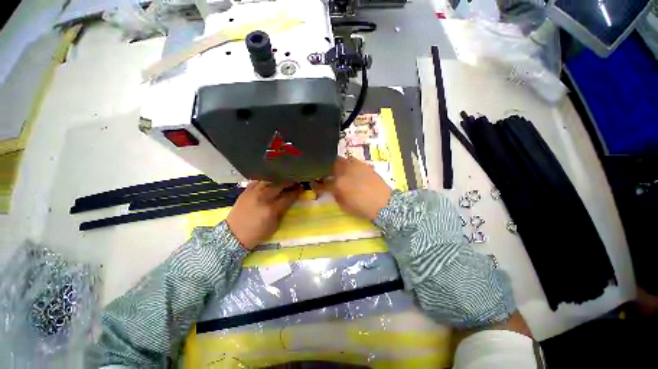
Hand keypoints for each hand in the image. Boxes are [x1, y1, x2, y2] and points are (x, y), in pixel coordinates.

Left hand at [226, 181, 302, 249]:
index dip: (296, 192)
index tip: (302, 187)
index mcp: (271, 209)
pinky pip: (257, 181)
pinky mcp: (245, 191)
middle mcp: (262, 198)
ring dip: (278, 179)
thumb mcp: (274, 226)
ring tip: (283, 179)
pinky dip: (265, 180)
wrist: (233, 235)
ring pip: (268, 180)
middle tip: (294, 180)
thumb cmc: (257, 233)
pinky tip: (269, 180)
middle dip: (289, 182)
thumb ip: (282, 211)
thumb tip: (288, 201)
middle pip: (279, 185)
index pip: (288, 197)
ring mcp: (253, 193)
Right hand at [313, 157, 392, 220]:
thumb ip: (335, 195)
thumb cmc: (362, 207)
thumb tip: (331, 189)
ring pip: (341, 160)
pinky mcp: (364, 164)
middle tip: (326, 174)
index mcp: (338, 184)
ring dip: (336, 164)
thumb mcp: (344, 205)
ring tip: (338, 170)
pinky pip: (352, 160)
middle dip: (325, 169)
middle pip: (330, 165)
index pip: (322, 183)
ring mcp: (355, 166)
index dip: (317, 184)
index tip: (314, 184)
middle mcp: (345, 172)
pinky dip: (348, 164)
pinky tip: (350, 169)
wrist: (384, 203)